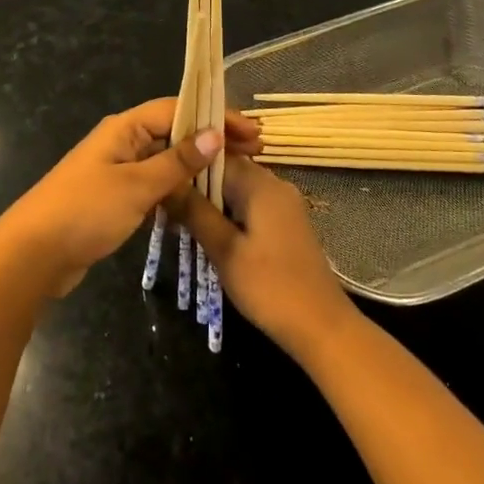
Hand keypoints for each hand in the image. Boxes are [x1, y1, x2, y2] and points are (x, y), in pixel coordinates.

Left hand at [0, 98, 261, 298]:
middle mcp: (121, 142)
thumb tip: (213, 134)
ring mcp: (117, 171)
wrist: (33, 255)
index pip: (177, 109)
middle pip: (173, 132)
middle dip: (211, 140)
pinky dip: (179, 188)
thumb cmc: (85, 211)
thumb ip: (176, 162)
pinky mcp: (115, 198)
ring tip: (236, 175)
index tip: (250, 132)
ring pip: (166, 160)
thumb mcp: (136, 185)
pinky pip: (155, 184)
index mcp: (124, 128)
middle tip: (253, 152)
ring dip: (198, 165)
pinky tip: (203, 202)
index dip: (214, 117)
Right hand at [167, 156, 356, 357]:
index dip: (186, 166)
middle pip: (226, 172)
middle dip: (196, 187)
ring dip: (210, 204)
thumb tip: (166, 181)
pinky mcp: (285, 225)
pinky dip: (228, 216)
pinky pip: (249, 208)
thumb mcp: (224, 250)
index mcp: (260, 183)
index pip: (215, 156)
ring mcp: (283, 206)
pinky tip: (209, 236)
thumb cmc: (270, 286)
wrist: (322, 328)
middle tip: (165, 206)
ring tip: (179, 221)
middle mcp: (274, 185)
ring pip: (237, 192)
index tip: (160, 180)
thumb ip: (194, 212)